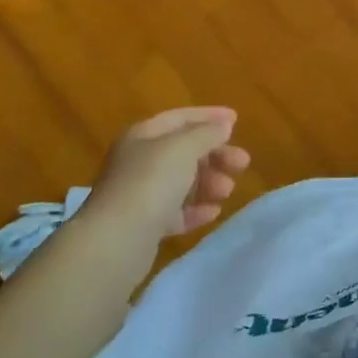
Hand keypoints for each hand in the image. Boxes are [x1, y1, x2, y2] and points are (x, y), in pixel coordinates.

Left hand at [89, 107, 250, 243]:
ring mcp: (139, 194)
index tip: (237, 120)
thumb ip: (207, 134)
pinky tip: (213, 212)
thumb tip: (223, 125)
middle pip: (183, 151)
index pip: (180, 118)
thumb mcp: (184, 148)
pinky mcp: (143, 225)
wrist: (116, 241)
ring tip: (228, 190)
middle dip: (215, 154)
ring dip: (208, 182)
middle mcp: (138, 161)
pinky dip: (196, 210)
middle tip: (242, 163)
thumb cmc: (151, 183)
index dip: (209, 116)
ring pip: (181, 182)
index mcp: (143, 135)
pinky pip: (175, 212)